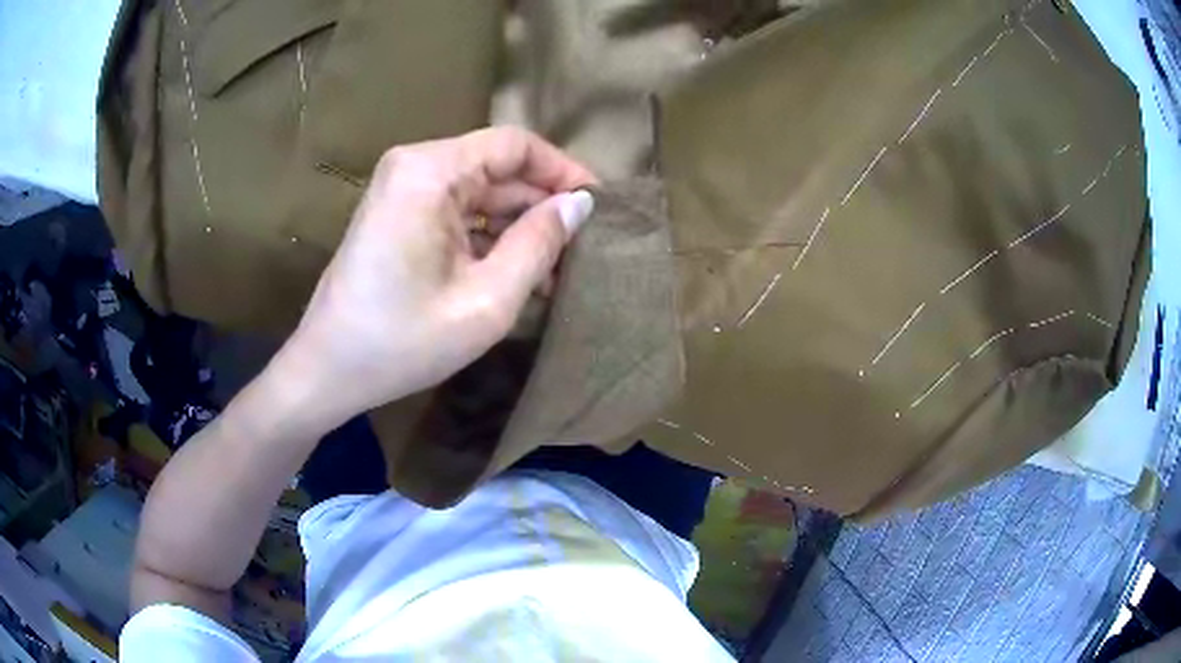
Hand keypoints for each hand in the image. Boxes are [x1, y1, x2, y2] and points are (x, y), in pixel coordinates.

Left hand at [284, 127, 597, 422]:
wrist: (327, 371)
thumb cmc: (401, 342)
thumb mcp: (485, 301)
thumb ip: (538, 244)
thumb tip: (581, 204)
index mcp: (430, 171)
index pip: (516, 145)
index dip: (564, 170)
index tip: (601, 206)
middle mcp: (415, 166)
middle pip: (498, 169)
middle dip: (543, 206)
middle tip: (586, 247)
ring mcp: (404, 190)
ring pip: (482, 193)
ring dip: (520, 228)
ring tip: (561, 270)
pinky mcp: (400, 215)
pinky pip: (459, 213)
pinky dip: (491, 239)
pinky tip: (521, 274)